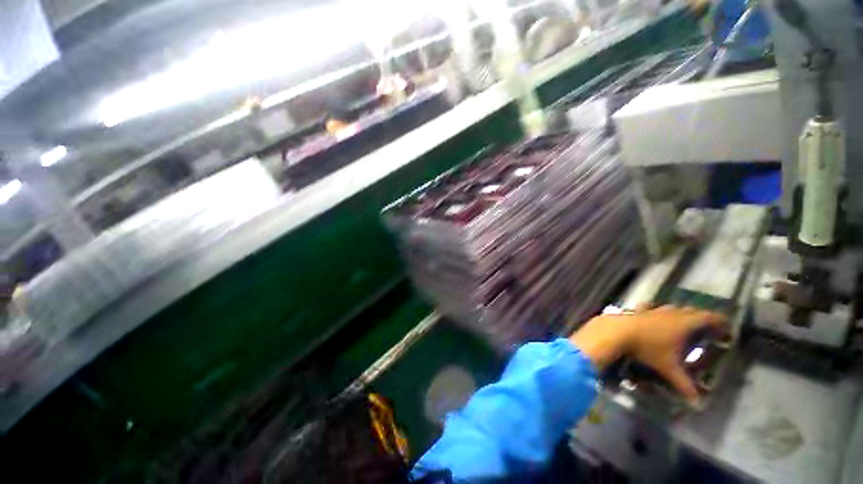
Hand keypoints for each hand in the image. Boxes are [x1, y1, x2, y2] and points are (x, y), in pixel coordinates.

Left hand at [569, 305, 727, 401]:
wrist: (616, 331)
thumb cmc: (647, 348)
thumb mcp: (668, 368)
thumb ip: (684, 385)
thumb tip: (697, 404)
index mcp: (683, 323)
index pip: (707, 317)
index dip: (718, 320)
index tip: (726, 325)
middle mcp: (670, 313)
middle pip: (690, 311)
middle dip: (700, 318)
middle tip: (707, 327)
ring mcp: (652, 310)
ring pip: (671, 308)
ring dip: (679, 313)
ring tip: (683, 322)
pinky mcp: (637, 310)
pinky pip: (650, 308)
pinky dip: (656, 311)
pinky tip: (653, 314)